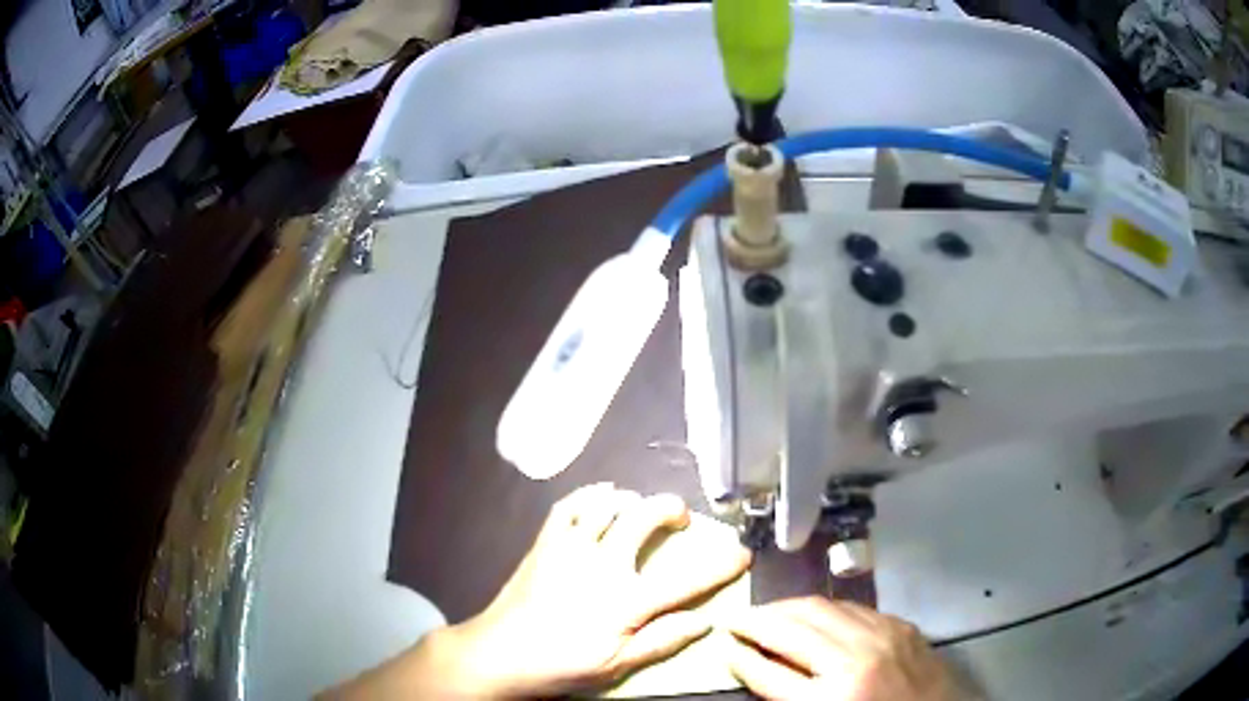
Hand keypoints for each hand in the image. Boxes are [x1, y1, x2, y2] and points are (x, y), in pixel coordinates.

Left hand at [370, 484, 749, 698]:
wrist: (501, 653)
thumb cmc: (562, 665)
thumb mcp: (617, 666)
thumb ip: (662, 641)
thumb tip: (705, 622)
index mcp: (626, 601)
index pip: (686, 580)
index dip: (720, 564)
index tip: (742, 553)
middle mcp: (603, 565)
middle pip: (644, 519)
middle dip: (670, 508)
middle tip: (681, 516)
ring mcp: (571, 548)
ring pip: (607, 504)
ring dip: (631, 499)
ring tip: (639, 507)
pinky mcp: (546, 543)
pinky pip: (569, 506)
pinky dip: (589, 496)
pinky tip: (599, 497)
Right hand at [726, 597, 959, 700]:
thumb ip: (791, 697)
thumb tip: (759, 668)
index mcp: (832, 697)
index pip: (769, 671)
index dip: (740, 657)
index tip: (724, 646)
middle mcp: (855, 659)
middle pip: (791, 628)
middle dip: (757, 621)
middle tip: (737, 620)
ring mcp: (882, 636)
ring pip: (821, 608)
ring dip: (788, 608)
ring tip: (768, 612)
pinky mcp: (900, 626)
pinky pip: (853, 608)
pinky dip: (825, 609)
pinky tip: (814, 614)